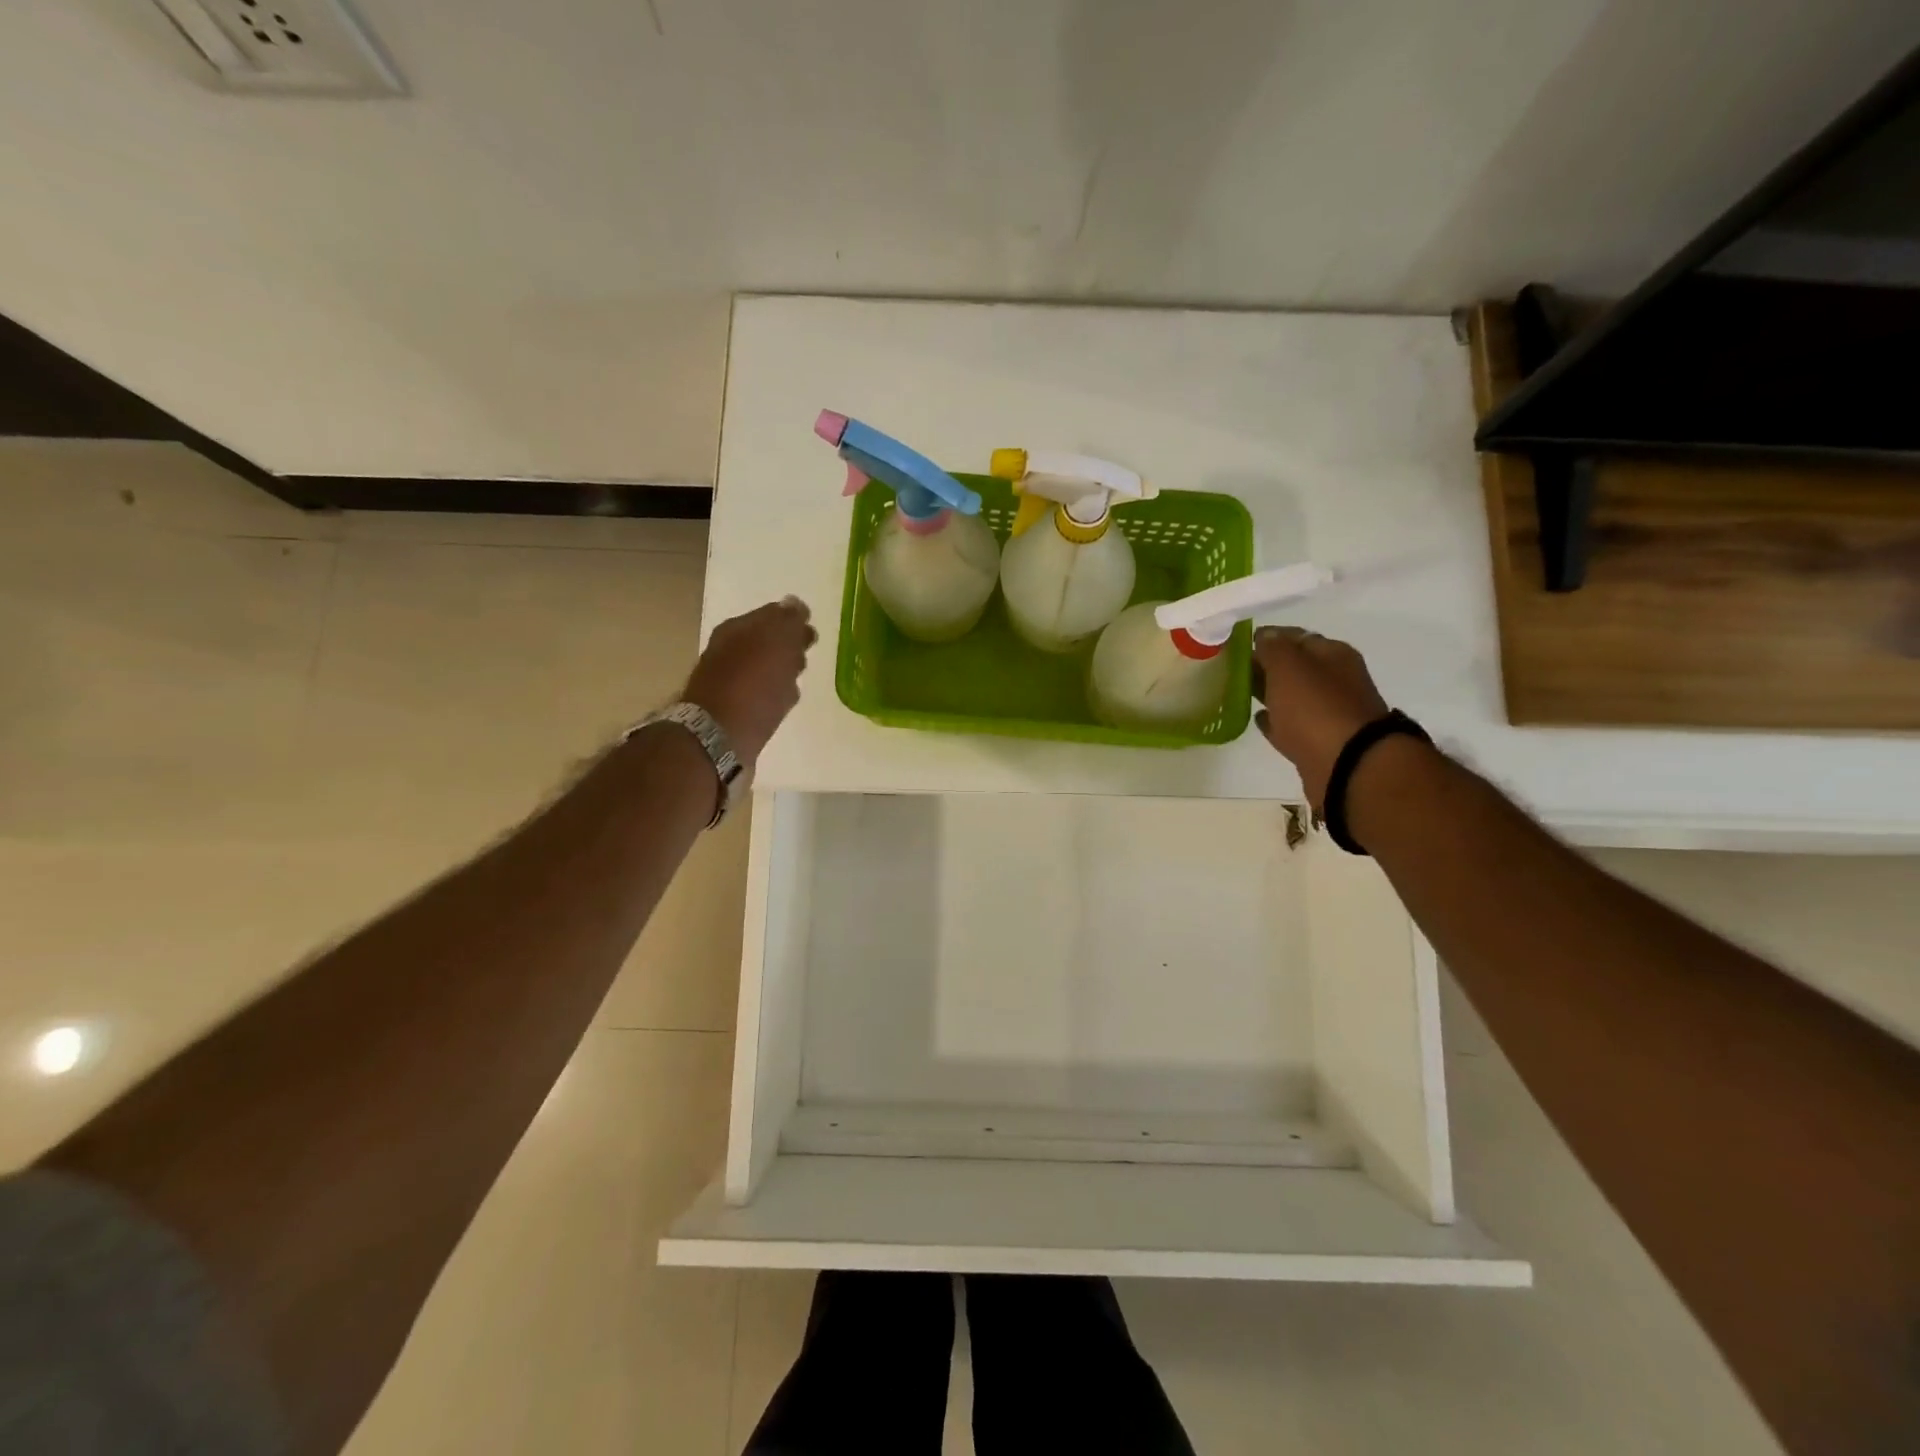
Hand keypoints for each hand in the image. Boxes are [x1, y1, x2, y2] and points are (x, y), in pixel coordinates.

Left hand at [683, 597, 816, 767]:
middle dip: (788, 644)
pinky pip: (761, 693)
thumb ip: (788, 621)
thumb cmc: (753, 684)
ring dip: (782, 669)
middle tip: (807, 652)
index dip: (793, 620)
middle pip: (766, 641)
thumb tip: (794, 604)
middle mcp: (729, 650)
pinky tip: (785, 700)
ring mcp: (730, 680)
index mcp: (737, 628)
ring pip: (765, 668)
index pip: (771, 614)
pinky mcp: (735, 709)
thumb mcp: (776, 642)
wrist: (719, 735)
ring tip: (798, 676)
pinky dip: (775, 692)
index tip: (811, 629)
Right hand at [1252, 625, 1388, 813]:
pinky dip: (1276, 721)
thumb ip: (1274, 648)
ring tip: (1241, 693)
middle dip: (1267, 666)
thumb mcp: (1289, 667)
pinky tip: (1258, 719)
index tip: (1239, 645)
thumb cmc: (1315, 708)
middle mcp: (1336, 680)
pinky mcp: (1320, 742)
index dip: (1268, 638)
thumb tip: (1265, 635)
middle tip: (1234, 669)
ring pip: (1292, 696)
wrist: (1347, 765)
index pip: (1296, 637)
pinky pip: (1292, 725)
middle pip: (1295, 667)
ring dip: (1270, 693)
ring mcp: (1329, 713)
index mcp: (1333, 655)